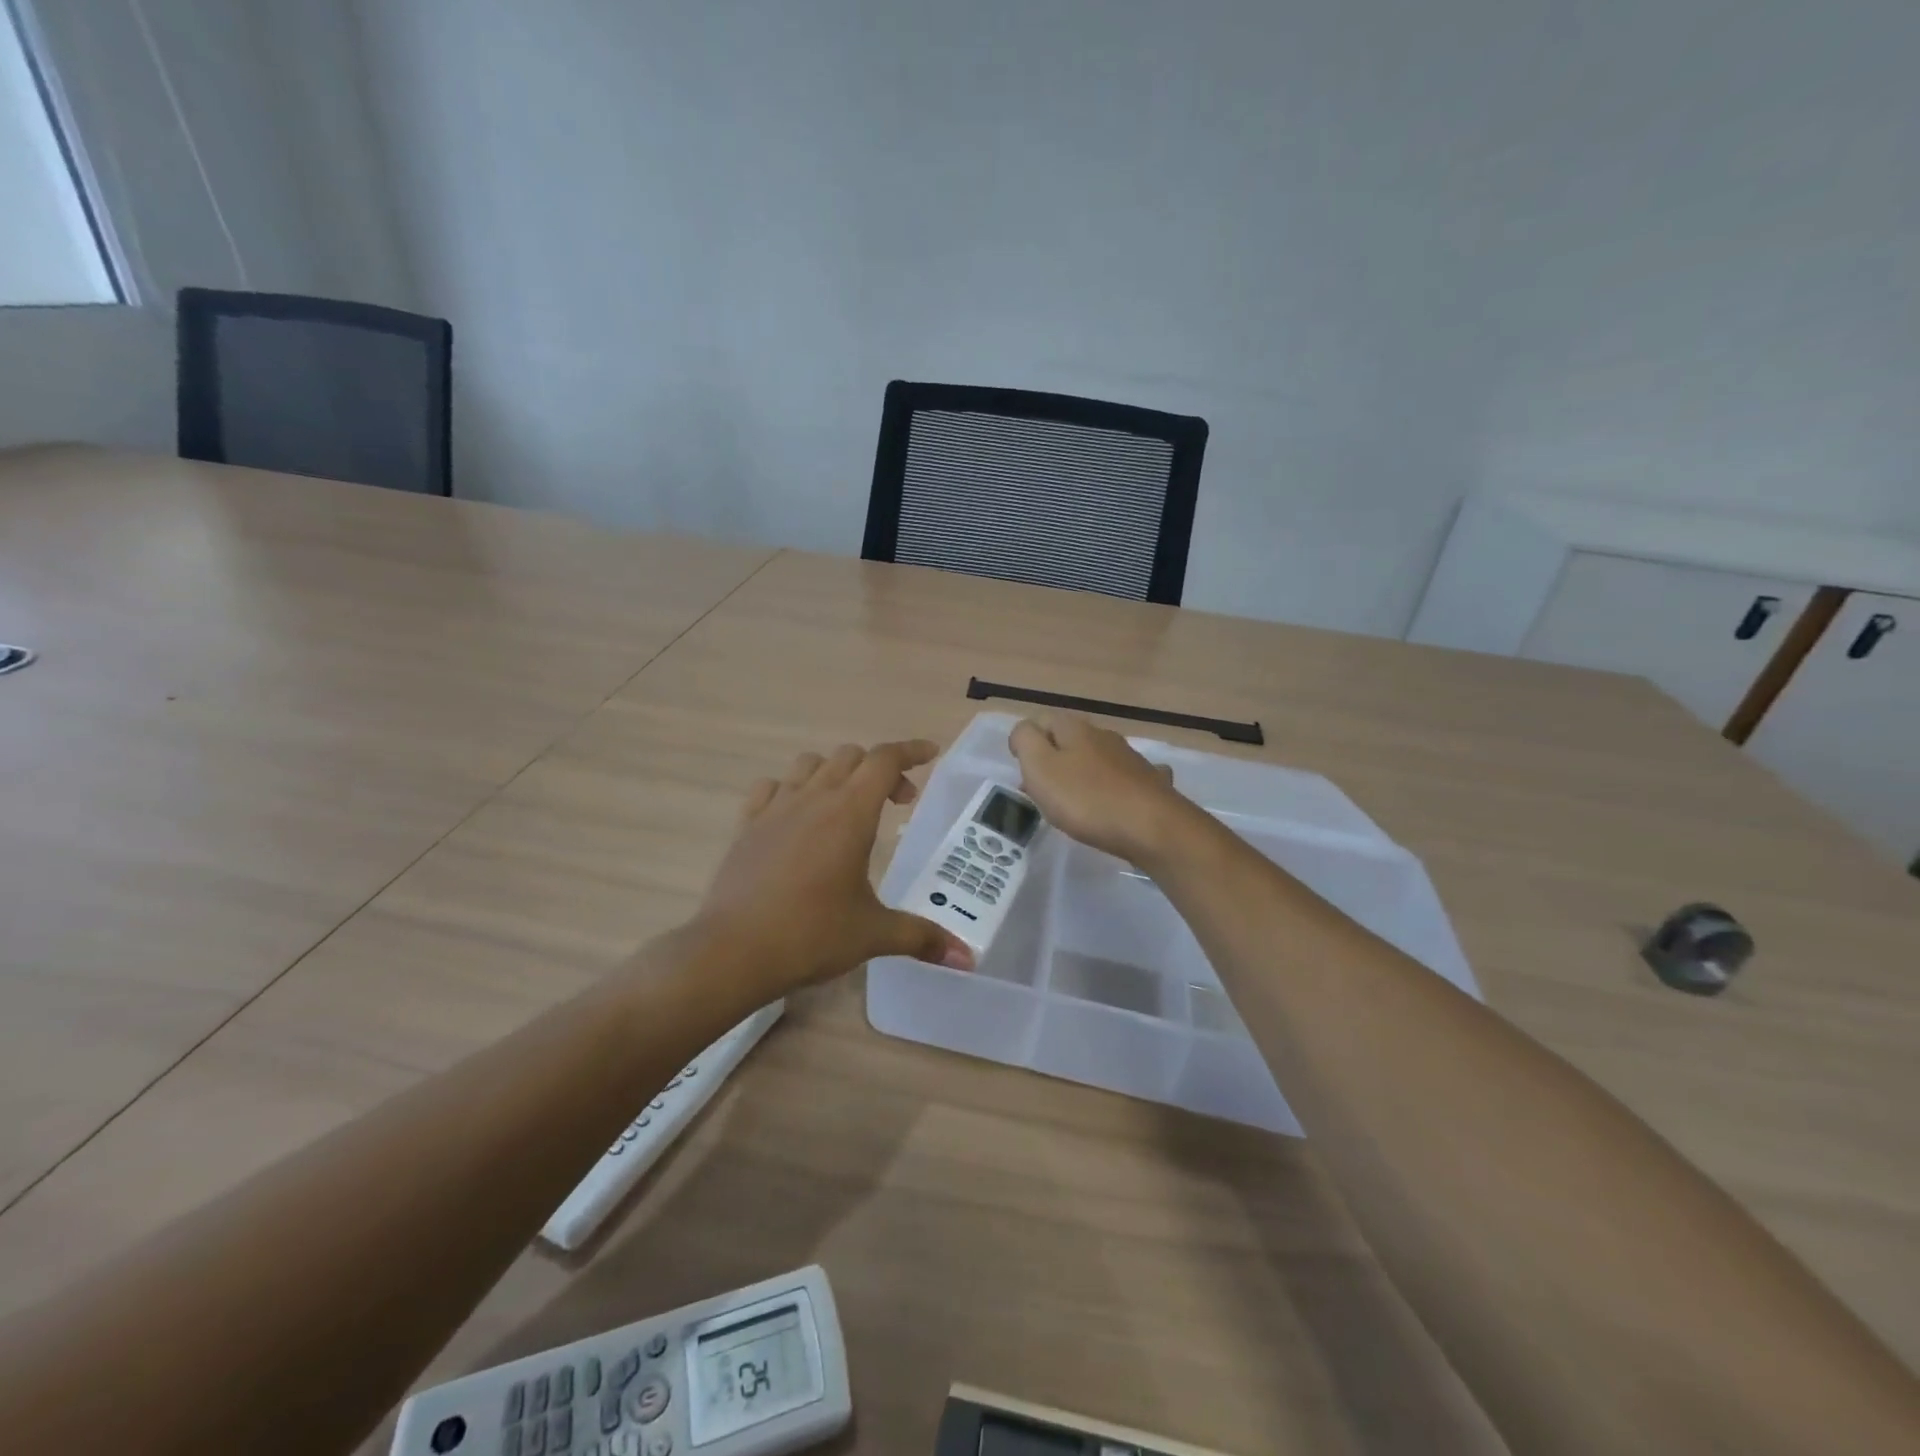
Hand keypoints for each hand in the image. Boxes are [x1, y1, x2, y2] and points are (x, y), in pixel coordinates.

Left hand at [692, 740, 974, 1001]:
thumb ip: (921, 936)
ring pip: (810, 764)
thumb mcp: (873, 934)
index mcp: (850, 813)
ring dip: (836, 772)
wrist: (733, 951)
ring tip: (847, 805)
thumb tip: (965, 958)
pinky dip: (791, 789)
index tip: (930, 753)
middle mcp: (813, 798)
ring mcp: (775, 808)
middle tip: (897, 802)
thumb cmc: (811, 934)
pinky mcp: (746, 825)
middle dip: (880, 769)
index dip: (911, 751)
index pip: (885, 760)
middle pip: (851, 756)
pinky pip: (771, 787)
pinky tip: (795, 816)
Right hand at [1009, 713, 1193, 865]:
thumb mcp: (1040, 767)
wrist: (1152, 827)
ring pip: (1097, 758)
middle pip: (1069, 740)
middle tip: (1042, 792)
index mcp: (1075, 729)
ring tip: (1074, 802)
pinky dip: (1115, 786)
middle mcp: (1104, 736)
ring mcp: (1131, 758)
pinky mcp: (1150, 783)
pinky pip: (1125, 778)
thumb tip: (1024, 731)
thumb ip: (1025, 741)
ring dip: (1082, 773)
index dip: (1027, 742)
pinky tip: (1116, 801)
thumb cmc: (1086, 799)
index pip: (1042, 720)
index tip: (1021, 772)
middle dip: (1053, 760)